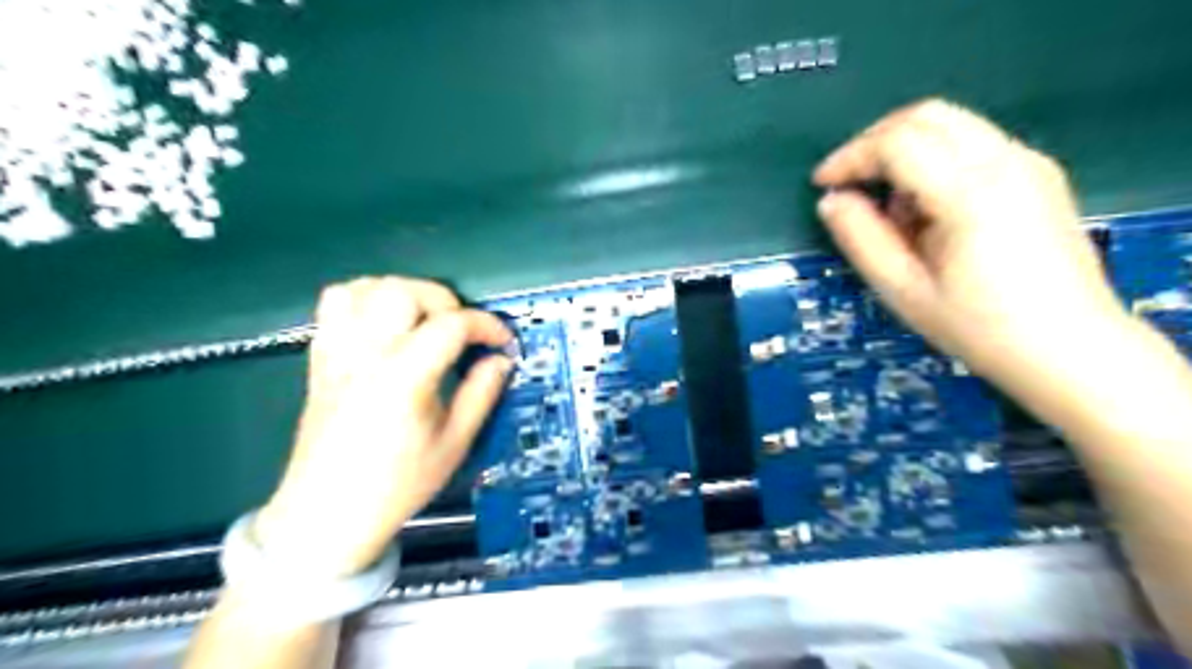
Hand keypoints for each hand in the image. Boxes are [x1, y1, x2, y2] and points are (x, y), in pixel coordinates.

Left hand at [250, 274, 511, 575]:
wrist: (326, 515)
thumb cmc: (396, 485)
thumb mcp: (454, 444)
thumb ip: (481, 394)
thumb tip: (501, 360)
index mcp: (403, 378)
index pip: (450, 325)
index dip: (485, 325)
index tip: (502, 341)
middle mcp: (366, 354)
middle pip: (404, 292)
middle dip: (445, 301)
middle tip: (461, 330)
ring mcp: (337, 352)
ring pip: (366, 287)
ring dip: (404, 293)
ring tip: (425, 319)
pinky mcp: (321, 357)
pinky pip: (336, 303)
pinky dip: (366, 297)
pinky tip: (386, 321)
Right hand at [815, 95, 1128, 386]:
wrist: (1070, 348)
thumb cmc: (978, 327)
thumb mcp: (902, 290)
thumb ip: (860, 238)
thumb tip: (831, 201)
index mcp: (970, 193)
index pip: (898, 143)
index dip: (851, 157)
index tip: (822, 184)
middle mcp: (1005, 161)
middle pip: (926, 116)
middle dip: (874, 140)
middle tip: (846, 180)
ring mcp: (1028, 163)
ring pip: (951, 123)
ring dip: (904, 149)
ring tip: (887, 205)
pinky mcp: (1038, 174)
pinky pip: (973, 143)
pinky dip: (934, 159)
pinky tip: (926, 208)